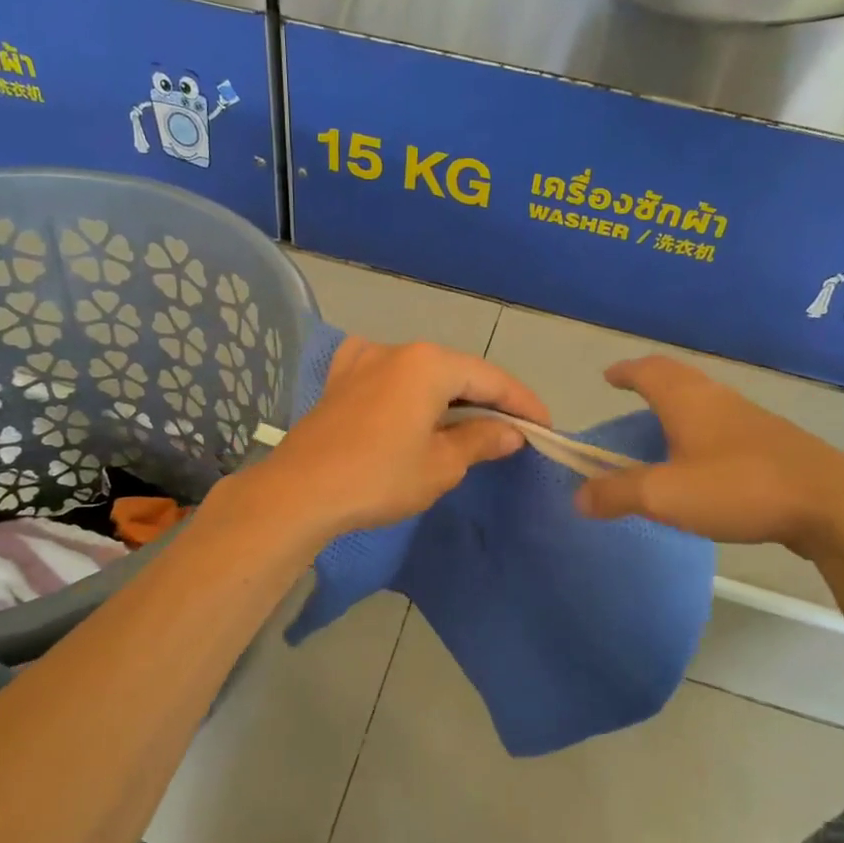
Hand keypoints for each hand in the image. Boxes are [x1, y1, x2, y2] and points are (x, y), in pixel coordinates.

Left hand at [237, 337, 549, 543]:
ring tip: (467, 423)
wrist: (299, 492)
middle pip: (456, 371)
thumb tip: (510, 432)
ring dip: (448, 396)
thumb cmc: (379, 477)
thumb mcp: (440, 465)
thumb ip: (480, 440)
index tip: (544, 428)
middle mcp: (397, 350)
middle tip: (511, 430)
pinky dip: (408, 390)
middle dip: (486, 399)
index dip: (522, 403)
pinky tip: (408, 403)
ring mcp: (362, 361)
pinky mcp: (339, 380)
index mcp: (429, 363)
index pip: (491, 378)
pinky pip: (386, 376)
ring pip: (421, 373)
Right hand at [573, 356, 843, 554]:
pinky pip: (723, 421)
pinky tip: (704, 457)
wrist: (832, 504)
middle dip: (649, 380)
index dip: (624, 371)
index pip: (647, 370)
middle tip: (630, 393)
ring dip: (678, 402)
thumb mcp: (666, 495)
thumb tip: (578, 496)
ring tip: (661, 426)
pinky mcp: (774, 441)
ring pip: (704, 397)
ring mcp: (750, 418)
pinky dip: (701, 425)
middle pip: (677, 376)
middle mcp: (717, 399)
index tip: (608, 376)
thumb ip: (617, 494)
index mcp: (687, 400)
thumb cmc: (739, 488)